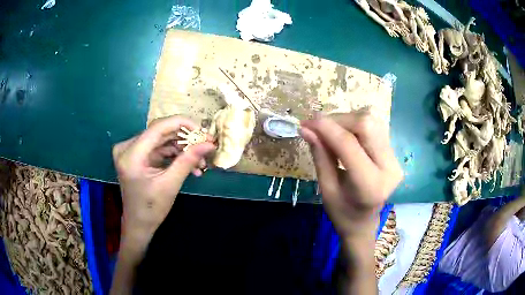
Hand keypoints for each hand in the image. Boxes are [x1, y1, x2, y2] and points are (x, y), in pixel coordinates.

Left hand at [112, 116, 214, 248]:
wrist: (138, 224)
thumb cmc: (151, 209)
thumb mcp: (170, 185)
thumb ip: (188, 161)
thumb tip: (209, 144)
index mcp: (131, 154)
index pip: (158, 127)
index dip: (183, 124)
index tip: (203, 132)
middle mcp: (128, 147)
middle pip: (161, 132)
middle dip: (185, 139)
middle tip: (206, 146)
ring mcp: (132, 151)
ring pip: (162, 140)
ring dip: (182, 149)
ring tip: (201, 161)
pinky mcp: (138, 156)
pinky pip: (160, 149)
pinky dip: (175, 155)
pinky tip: (191, 165)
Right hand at [300, 111, 402, 238]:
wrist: (364, 222)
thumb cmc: (342, 213)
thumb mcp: (326, 189)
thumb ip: (320, 156)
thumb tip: (306, 128)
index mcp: (370, 185)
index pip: (349, 144)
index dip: (326, 128)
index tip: (306, 122)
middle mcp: (389, 167)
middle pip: (365, 124)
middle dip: (338, 120)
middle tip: (318, 127)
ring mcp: (395, 158)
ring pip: (371, 120)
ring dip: (347, 120)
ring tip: (330, 132)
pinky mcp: (394, 153)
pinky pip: (375, 126)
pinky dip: (355, 124)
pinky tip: (344, 135)